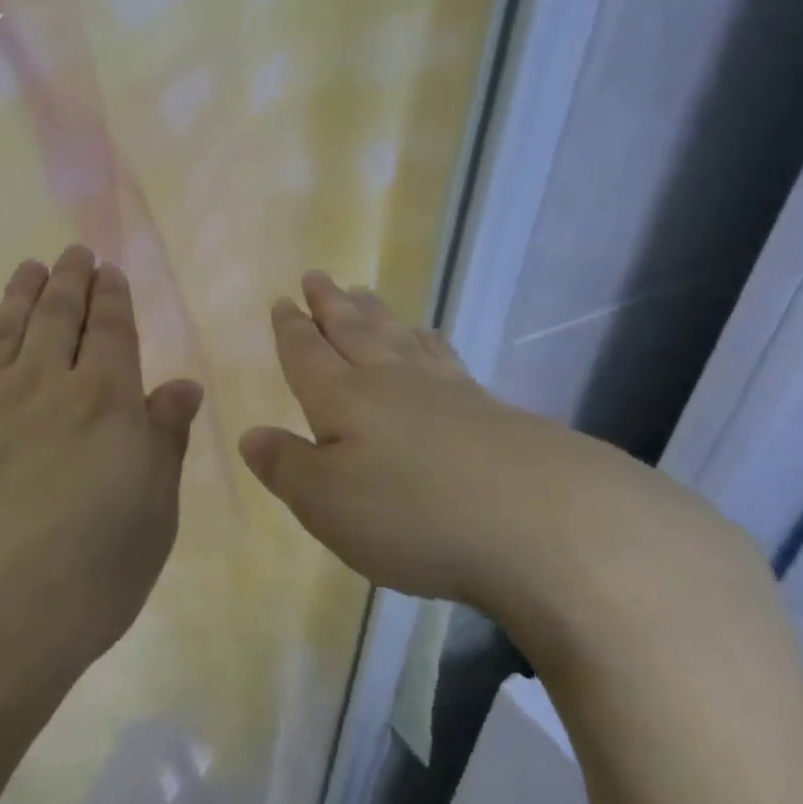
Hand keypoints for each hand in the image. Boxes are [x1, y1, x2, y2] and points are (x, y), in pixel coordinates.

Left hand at [0, 245, 203, 718]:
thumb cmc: (77, 588)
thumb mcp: (149, 523)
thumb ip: (163, 444)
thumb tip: (181, 385)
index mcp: (104, 403)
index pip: (111, 331)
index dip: (112, 297)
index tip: (109, 270)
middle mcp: (42, 384)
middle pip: (57, 316)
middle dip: (69, 280)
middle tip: (73, 252)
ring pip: (7, 326)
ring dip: (22, 291)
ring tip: (30, 265)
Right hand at [237, 271, 732, 631]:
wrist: (550, 527)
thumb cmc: (413, 515)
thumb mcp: (326, 502)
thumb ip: (285, 466)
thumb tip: (251, 435)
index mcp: (343, 397)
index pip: (307, 352)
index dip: (291, 328)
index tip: (284, 301)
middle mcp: (390, 381)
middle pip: (354, 331)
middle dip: (331, 304)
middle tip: (319, 276)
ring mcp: (446, 392)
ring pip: (399, 337)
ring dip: (377, 313)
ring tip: (365, 291)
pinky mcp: (493, 411)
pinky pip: (446, 359)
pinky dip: (430, 342)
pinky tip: (431, 339)